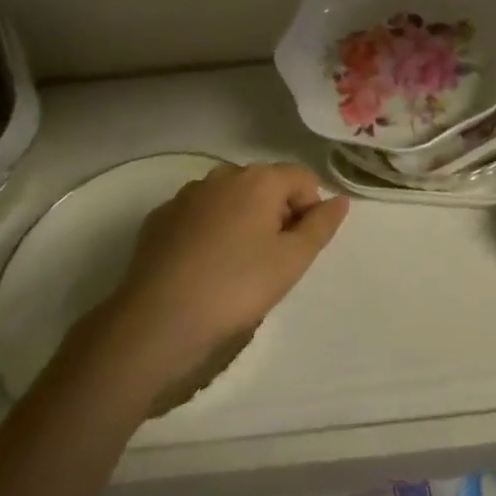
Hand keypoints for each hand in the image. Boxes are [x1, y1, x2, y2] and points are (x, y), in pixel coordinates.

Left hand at [105, 163, 348, 376]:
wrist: (156, 320)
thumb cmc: (236, 287)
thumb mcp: (293, 261)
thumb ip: (321, 225)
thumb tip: (339, 200)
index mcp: (260, 179)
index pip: (302, 179)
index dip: (310, 211)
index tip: (299, 249)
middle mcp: (223, 175)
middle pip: (265, 185)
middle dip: (276, 214)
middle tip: (271, 261)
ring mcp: (187, 195)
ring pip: (230, 200)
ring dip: (242, 222)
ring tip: (235, 267)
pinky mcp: (160, 218)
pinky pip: (199, 216)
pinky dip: (209, 232)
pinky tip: (203, 268)